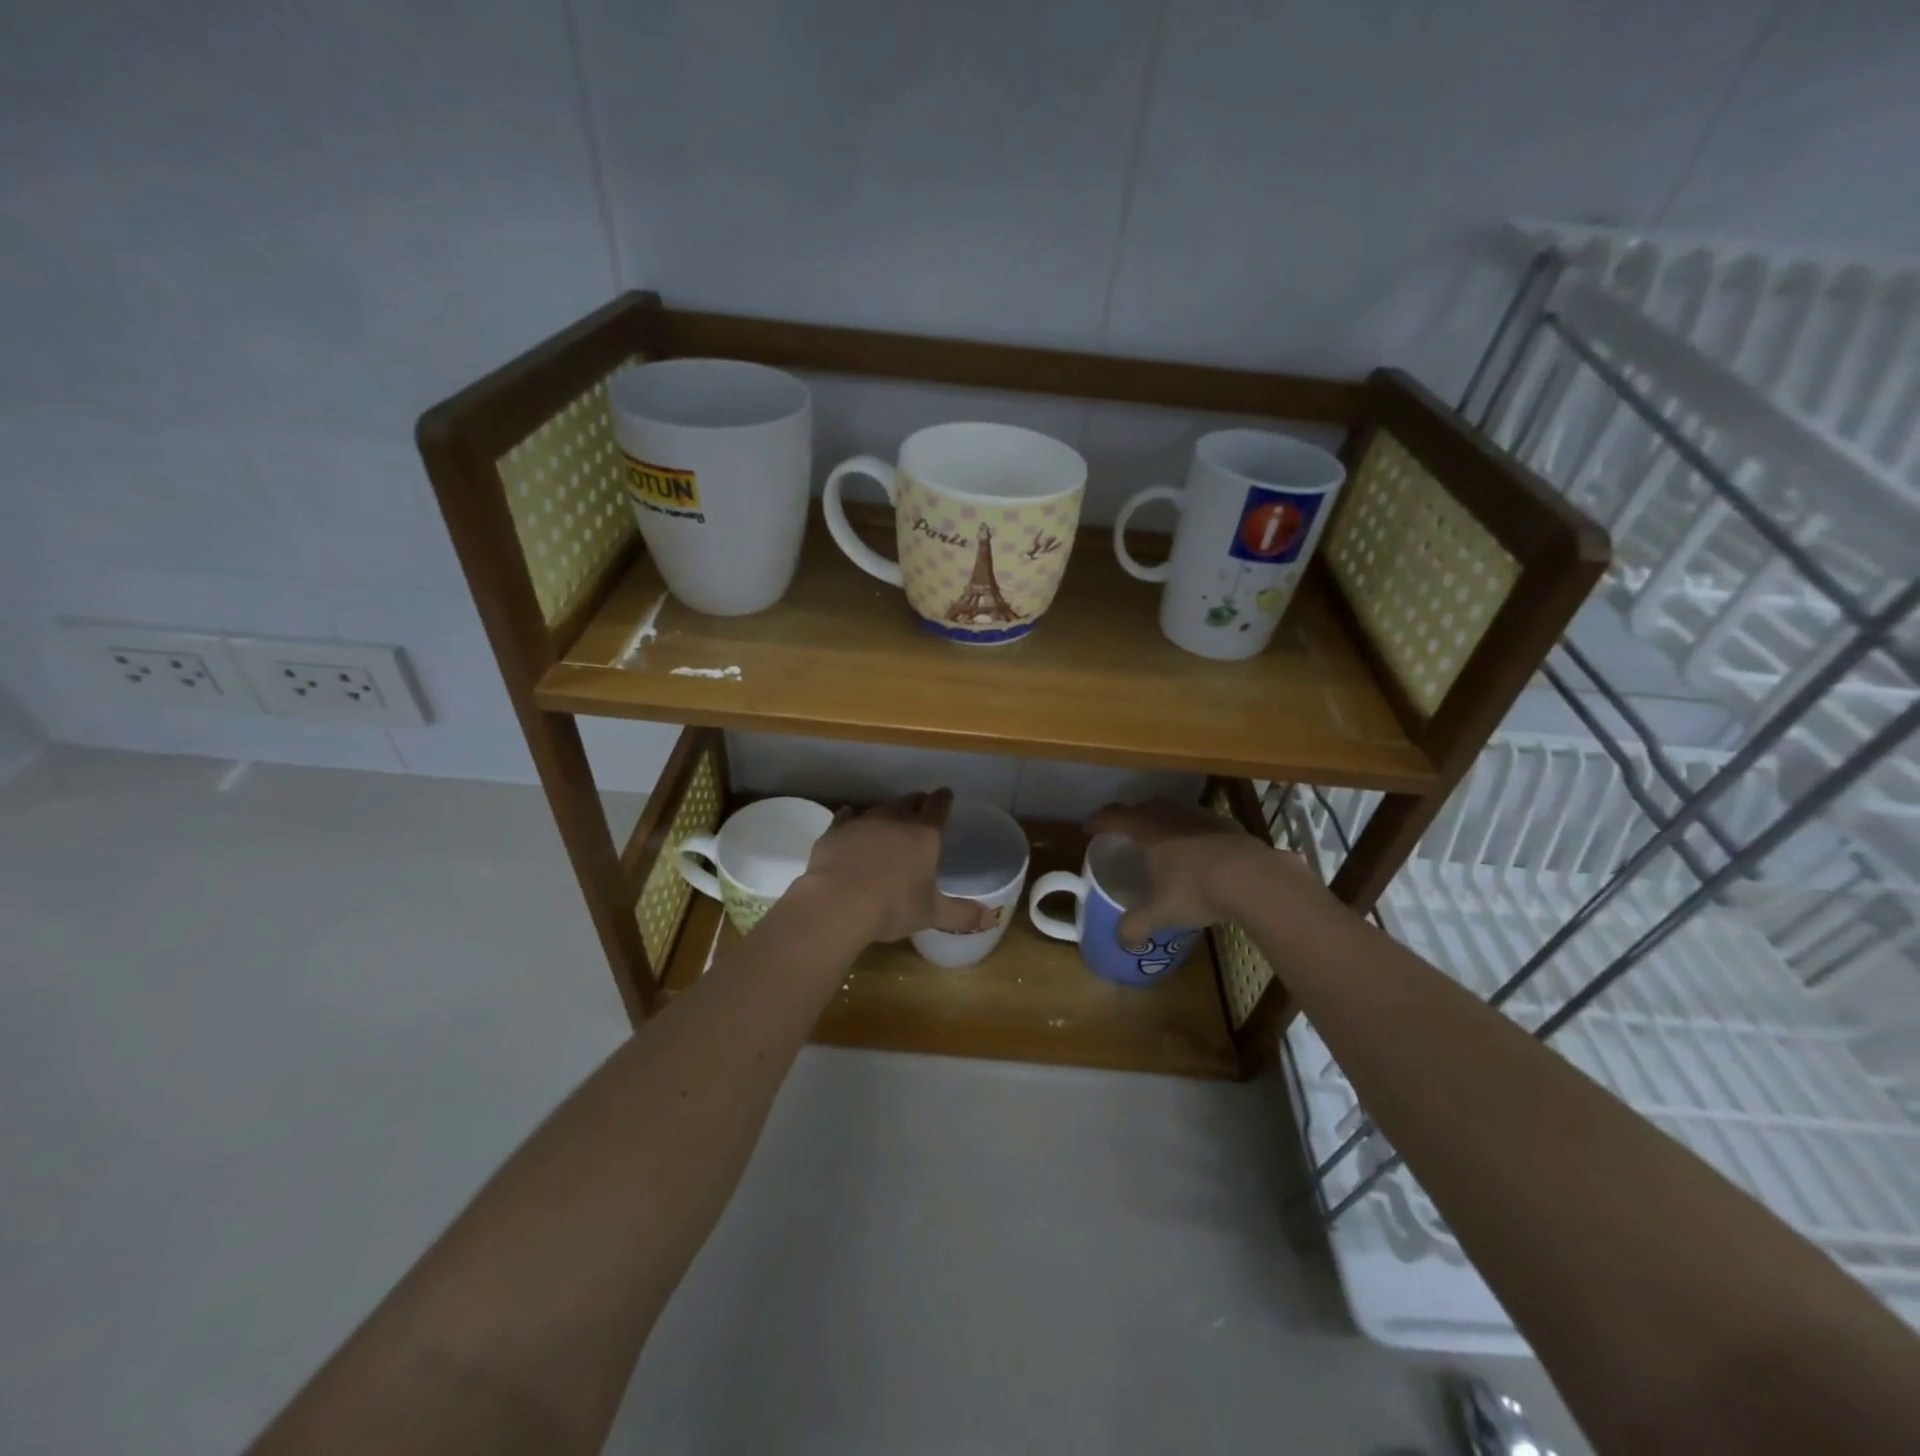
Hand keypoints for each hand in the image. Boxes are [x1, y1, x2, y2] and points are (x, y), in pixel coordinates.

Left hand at [800, 790, 992, 943]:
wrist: (839, 903)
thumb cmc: (893, 907)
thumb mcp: (931, 914)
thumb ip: (961, 914)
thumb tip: (990, 919)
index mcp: (925, 834)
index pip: (939, 806)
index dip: (944, 800)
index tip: (946, 795)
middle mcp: (896, 820)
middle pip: (910, 801)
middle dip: (917, 802)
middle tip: (920, 807)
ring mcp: (864, 822)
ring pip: (880, 807)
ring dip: (887, 811)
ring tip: (889, 819)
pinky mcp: (836, 830)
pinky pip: (847, 815)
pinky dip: (852, 817)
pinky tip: (851, 822)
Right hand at [1086, 798, 1326, 945]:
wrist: (1254, 878)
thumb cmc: (1197, 889)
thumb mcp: (1162, 913)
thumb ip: (1137, 925)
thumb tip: (1121, 941)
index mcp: (1147, 831)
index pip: (1114, 817)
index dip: (1098, 821)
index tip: (1089, 830)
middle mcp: (1171, 817)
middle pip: (1144, 807)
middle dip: (1131, 817)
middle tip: (1126, 834)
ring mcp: (1201, 817)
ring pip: (1174, 811)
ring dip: (1163, 821)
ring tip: (1163, 843)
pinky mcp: (1227, 825)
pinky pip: (1200, 822)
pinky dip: (1191, 832)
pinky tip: (1199, 852)